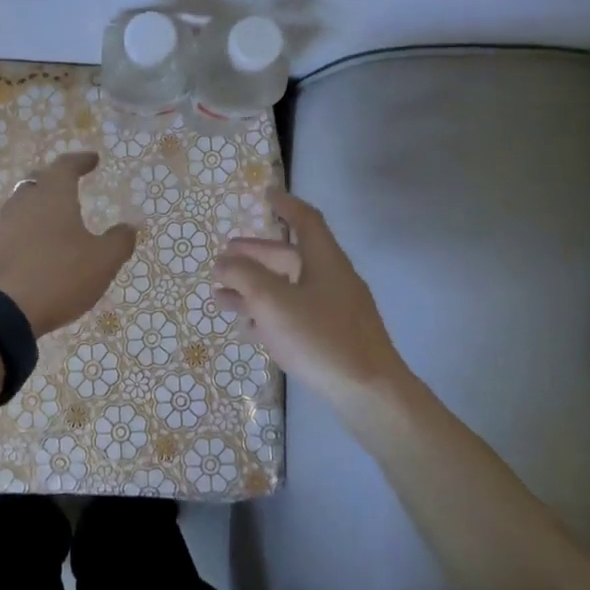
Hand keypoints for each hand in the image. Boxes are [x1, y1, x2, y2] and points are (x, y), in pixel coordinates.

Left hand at [0, 153, 137, 337]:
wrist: (3, 310)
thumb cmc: (59, 276)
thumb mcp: (102, 261)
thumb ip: (119, 241)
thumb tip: (128, 227)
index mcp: (53, 194)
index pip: (66, 166)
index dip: (81, 161)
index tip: (93, 159)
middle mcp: (24, 201)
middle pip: (39, 180)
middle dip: (56, 179)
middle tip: (70, 183)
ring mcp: (3, 224)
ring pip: (23, 203)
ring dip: (40, 204)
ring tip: (55, 216)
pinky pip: (13, 228)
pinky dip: (28, 228)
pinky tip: (37, 244)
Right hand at [214, 186, 404, 394]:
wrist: (369, 393)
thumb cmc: (320, 337)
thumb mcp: (273, 301)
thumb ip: (244, 276)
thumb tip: (224, 262)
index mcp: (324, 260)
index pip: (305, 220)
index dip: (285, 205)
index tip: (265, 196)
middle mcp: (331, 279)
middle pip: (290, 257)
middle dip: (255, 255)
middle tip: (224, 257)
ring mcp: (334, 310)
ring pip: (288, 289)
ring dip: (254, 289)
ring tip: (220, 297)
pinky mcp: (332, 338)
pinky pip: (294, 315)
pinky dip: (268, 314)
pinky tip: (246, 327)